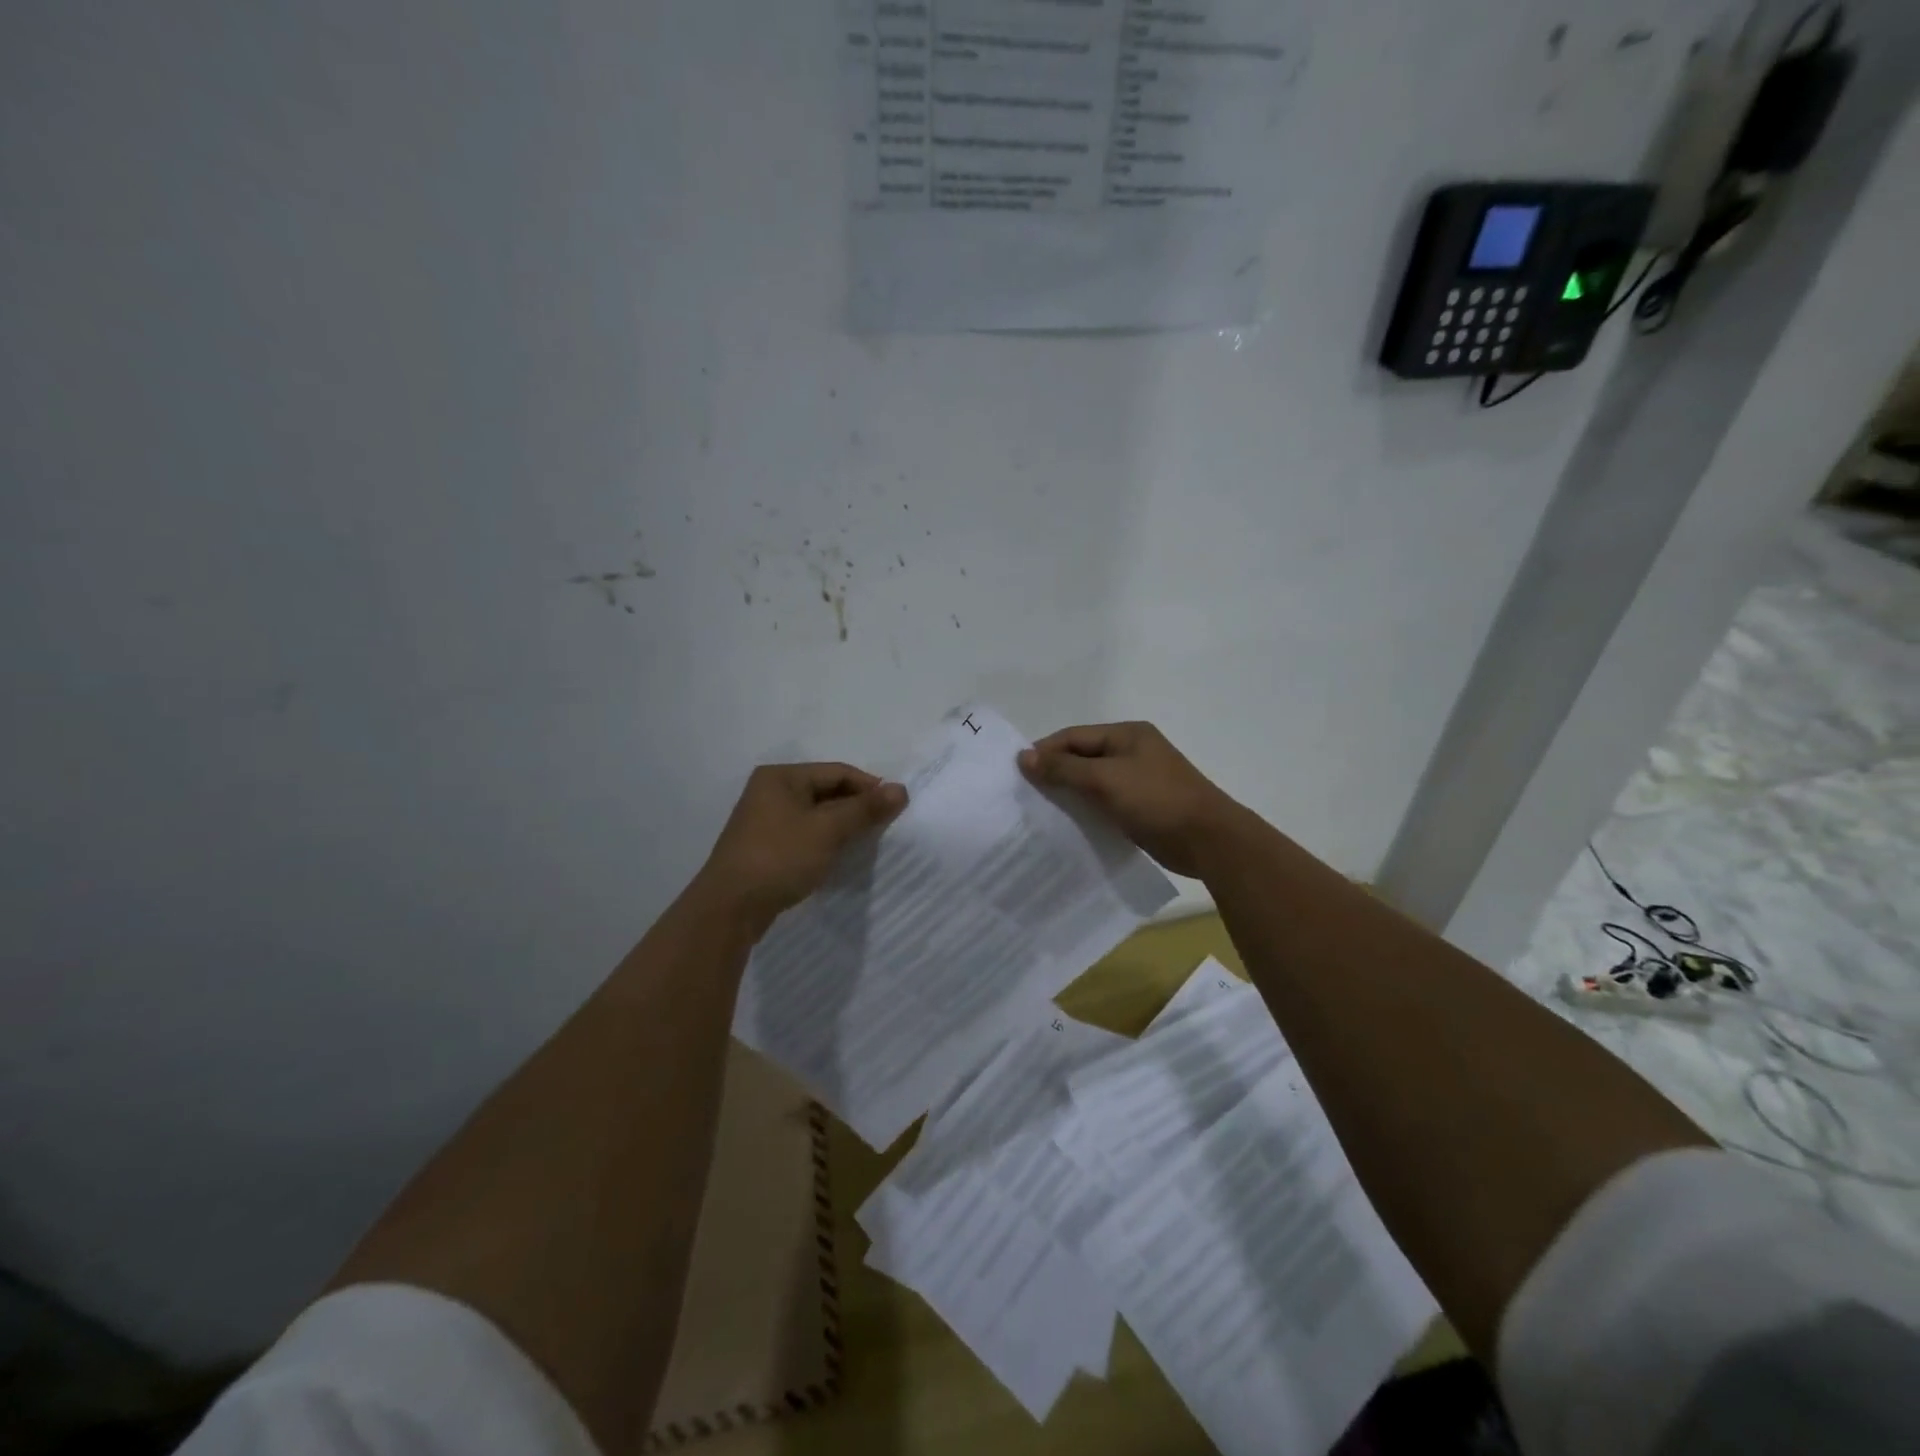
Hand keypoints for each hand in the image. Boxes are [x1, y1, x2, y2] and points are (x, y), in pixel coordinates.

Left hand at [693, 763, 907, 933]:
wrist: (729, 908)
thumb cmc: (781, 857)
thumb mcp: (828, 830)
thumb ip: (865, 809)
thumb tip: (901, 789)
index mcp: (781, 776)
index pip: (837, 772)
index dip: (869, 787)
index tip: (895, 809)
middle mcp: (769, 791)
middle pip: (826, 791)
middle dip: (856, 807)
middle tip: (883, 828)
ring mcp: (764, 820)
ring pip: (815, 815)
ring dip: (841, 826)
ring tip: (864, 843)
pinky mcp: (763, 847)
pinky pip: (803, 834)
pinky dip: (823, 841)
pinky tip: (837, 857)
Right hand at [1018, 722, 1249, 877]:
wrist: (1208, 840)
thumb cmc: (1157, 800)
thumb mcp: (1105, 780)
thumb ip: (1064, 768)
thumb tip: (1024, 757)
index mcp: (1127, 734)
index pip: (1074, 736)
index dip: (1045, 751)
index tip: (1017, 773)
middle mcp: (1132, 752)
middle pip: (1082, 757)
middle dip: (1054, 773)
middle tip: (1024, 794)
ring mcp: (1139, 780)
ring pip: (1092, 782)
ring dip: (1068, 794)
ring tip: (1039, 811)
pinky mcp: (1142, 807)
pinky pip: (1104, 802)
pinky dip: (1085, 810)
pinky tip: (1067, 825)